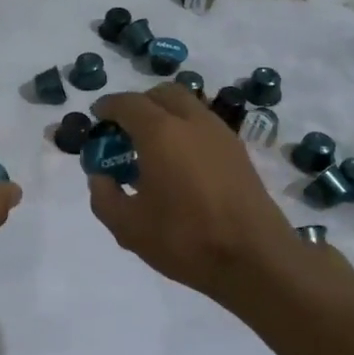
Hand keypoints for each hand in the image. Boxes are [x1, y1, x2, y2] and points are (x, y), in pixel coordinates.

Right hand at [85, 85, 299, 303]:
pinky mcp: (239, 153)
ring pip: (188, 107)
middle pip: (162, 94)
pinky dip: (186, 131)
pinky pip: (205, 126)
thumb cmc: (185, 239)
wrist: (256, 260)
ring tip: (152, 150)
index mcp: (160, 133)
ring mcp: (221, 135)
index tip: (97, 118)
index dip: (108, 107)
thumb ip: (104, 196)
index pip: (128, 103)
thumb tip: (100, 177)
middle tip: (125, 131)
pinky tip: (179, 166)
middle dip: (139, 104)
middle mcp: (192, 122)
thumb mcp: (128, 227)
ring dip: (166, 116)